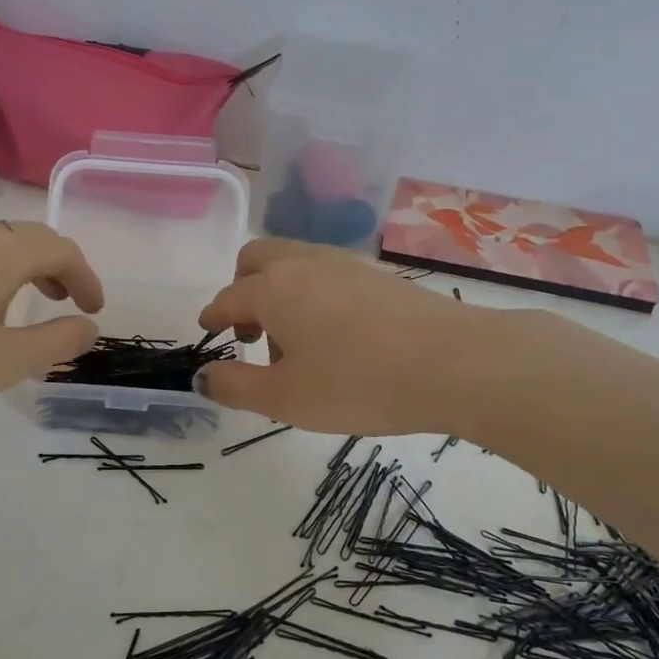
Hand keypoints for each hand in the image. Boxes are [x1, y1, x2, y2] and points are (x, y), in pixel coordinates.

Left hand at [0, 221, 102, 419]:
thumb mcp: (7, 360)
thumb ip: (57, 343)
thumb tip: (88, 328)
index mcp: (3, 252)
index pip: (62, 250)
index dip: (86, 278)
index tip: (95, 310)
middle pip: (31, 238)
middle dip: (59, 267)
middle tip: (69, 302)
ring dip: (27, 268)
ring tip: (32, 304)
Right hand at [194, 239, 477, 435]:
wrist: (455, 362)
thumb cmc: (358, 383)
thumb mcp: (286, 398)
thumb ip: (236, 387)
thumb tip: (203, 377)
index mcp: (273, 288)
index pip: (228, 298)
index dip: (213, 317)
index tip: (208, 331)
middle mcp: (304, 264)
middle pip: (256, 259)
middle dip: (241, 290)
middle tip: (249, 333)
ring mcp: (345, 264)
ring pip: (293, 263)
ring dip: (277, 292)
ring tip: (293, 343)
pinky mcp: (377, 274)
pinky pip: (325, 273)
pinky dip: (310, 293)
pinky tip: (332, 335)